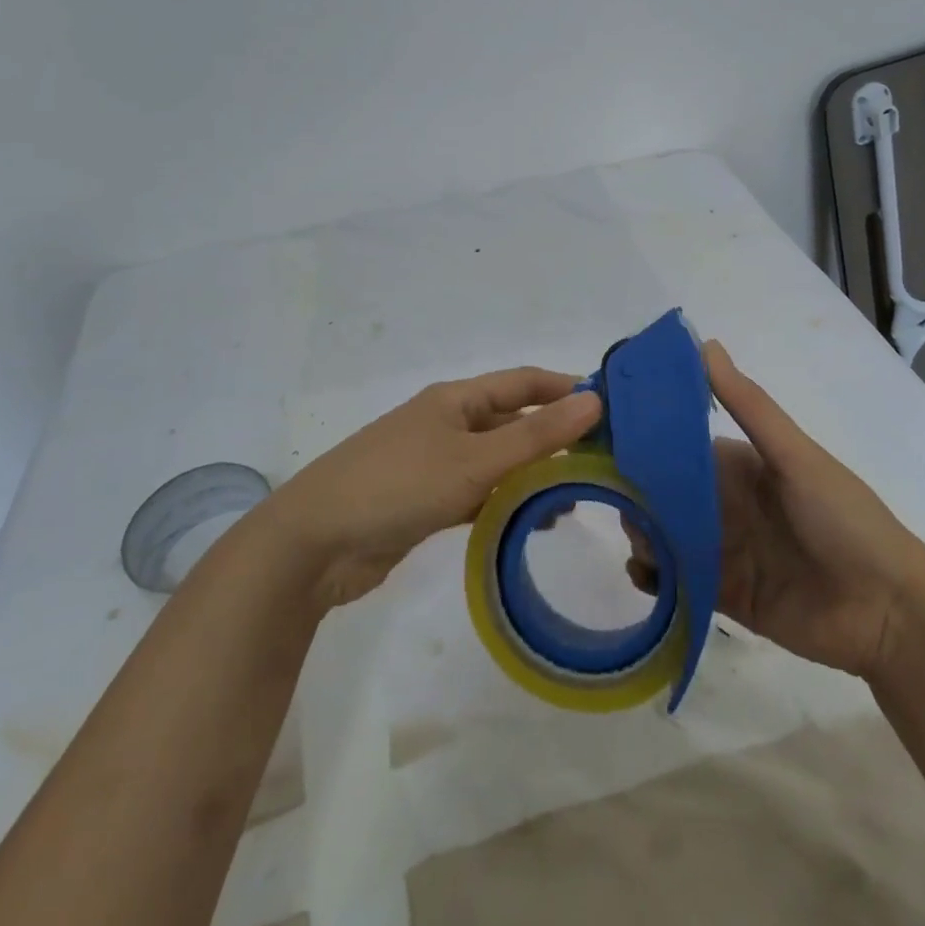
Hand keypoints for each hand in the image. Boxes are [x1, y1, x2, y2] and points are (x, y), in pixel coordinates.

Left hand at [264, 369, 601, 609]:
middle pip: (512, 421)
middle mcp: (448, 423)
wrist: (314, 544)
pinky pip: (478, 494)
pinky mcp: (427, 502)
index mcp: (456, 399)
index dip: (564, 388)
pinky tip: (530, 523)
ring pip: (498, 462)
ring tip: (573, 502)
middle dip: (554, 438)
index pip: (523, 381)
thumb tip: (594, 400)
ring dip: (532, 476)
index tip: (610, 408)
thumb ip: (536, 435)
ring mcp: (435, 463)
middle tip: (601, 465)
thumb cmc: (398, 485)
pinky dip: (505, 504)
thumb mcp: (474, 460)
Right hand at [627, 342, 922, 678]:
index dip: (644, 442)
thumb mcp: (794, 455)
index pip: (678, 447)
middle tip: (614, 500)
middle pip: (664, 494)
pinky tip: (646, 576)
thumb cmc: (844, 518)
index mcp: (737, 465)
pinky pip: (677, 582)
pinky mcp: (723, 595)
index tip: (604, 438)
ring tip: (637, 543)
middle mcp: (723, 504)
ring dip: (643, 535)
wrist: (889, 612)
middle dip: (636, 494)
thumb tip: (703, 343)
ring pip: (664, 536)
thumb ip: (749, 404)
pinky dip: (655, 577)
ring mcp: (722, 551)